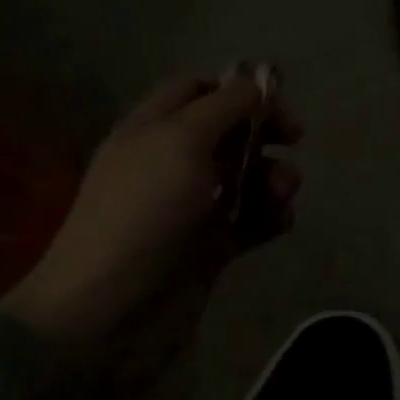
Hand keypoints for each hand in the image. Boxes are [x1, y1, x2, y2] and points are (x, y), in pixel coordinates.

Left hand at [5, 70, 301, 368]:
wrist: (106, 316)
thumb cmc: (142, 213)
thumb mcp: (181, 141)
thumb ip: (224, 105)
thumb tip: (255, 83)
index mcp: (153, 128)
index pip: (196, 88)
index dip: (235, 85)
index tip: (274, 93)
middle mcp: (172, 161)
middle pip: (229, 129)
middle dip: (264, 129)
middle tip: (293, 137)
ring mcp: (191, 207)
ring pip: (246, 175)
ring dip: (273, 175)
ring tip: (283, 192)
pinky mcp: (209, 248)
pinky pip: (251, 219)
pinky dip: (271, 215)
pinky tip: (280, 221)